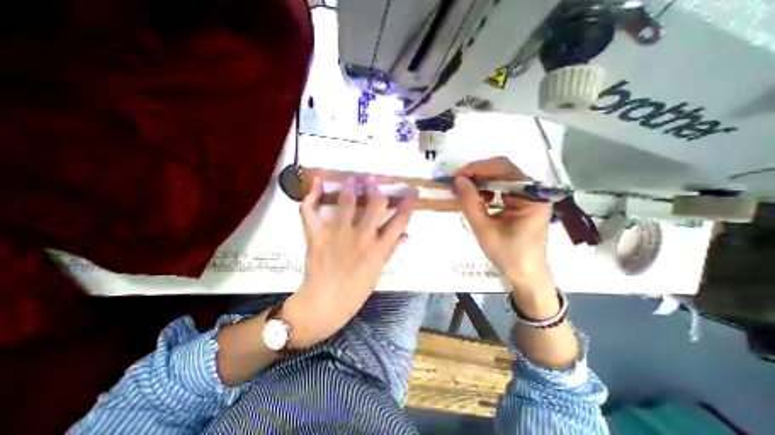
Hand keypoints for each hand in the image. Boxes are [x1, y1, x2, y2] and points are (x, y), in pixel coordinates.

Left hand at [284, 174, 416, 347]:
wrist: (323, 304)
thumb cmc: (355, 292)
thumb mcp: (378, 271)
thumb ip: (391, 249)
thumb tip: (405, 234)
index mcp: (378, 248)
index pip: (399, 221)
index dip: (408, 204)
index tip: (412, 192)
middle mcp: (361, 237)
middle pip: (375, 205)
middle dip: (377, 189)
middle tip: (374, 181)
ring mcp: (338, 234)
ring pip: (347, 203)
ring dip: (351, 187)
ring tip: (353, 179)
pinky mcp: (317, 235)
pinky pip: (311, 211)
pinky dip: (312, 195)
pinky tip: (318, 182)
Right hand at [452, 157, 554, 287]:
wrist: (525, 274)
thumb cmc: (507, 254)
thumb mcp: (484, 229)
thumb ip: (470, 203)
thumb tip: (458, 180)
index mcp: (530, 196)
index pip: (503, 168)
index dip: (477, 168)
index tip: (456, 176)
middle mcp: (533, 191)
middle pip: (503, 171)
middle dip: (477, 174)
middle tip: (457, 183)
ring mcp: (529, 197)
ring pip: (501, 178)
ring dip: (480, 182)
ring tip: (463, 191)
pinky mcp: (523, 203)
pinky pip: (502, 189)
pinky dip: (486, 191)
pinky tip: (476, 199)